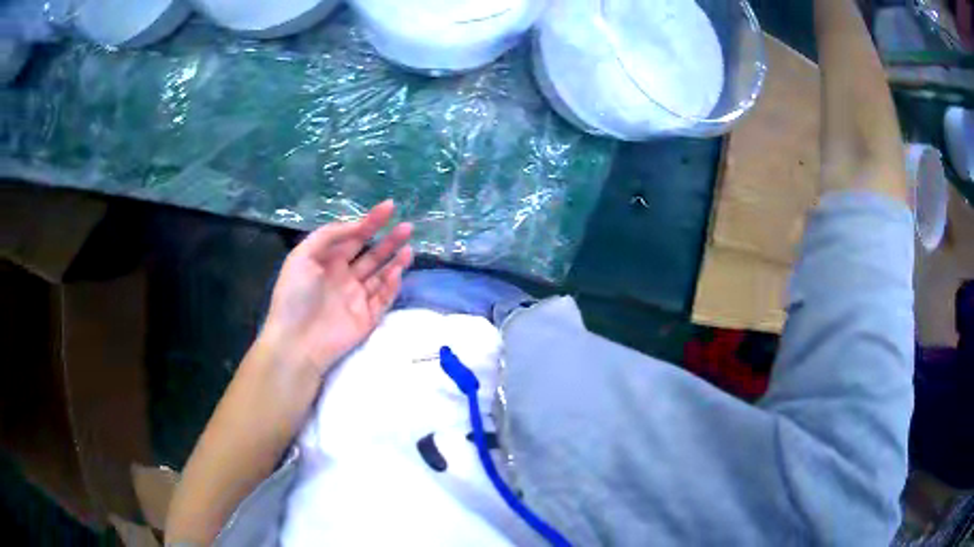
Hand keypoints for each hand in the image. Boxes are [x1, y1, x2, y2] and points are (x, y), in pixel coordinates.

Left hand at [258, 200, 412, 375]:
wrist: (296, 342)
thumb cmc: (295, 296)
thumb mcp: (303, 256)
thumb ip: (330, 236)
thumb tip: (357, 225)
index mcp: (328, 261)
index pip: (354, 237)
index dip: (371, 221)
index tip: (389, 207)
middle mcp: (344, 276)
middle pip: (372, 254)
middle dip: (389, 240)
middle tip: (408, 227)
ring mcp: (357, 298)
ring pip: (381, 275)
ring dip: (395, 261)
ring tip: (409, 248)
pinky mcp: (367, 318)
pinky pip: (383, 298)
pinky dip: (392, 285)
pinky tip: (397, 271)